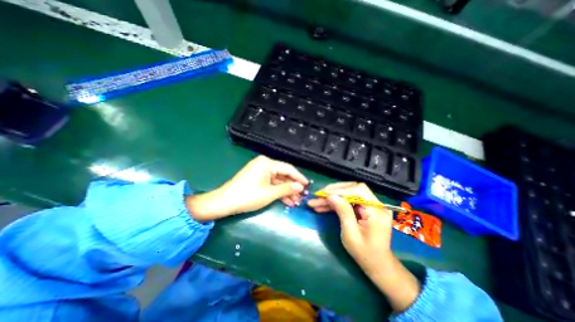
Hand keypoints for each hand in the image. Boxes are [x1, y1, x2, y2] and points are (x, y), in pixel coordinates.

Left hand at [187, 155, 307, 220]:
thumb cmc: (248, 196)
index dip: (299, 177)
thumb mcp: (270, 193)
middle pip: (283, 175)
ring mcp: (260, 171)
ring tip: (296, 202)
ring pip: (278, 181)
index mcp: (267, 163)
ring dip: (286, 191)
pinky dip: (278, 191)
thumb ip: (287, 188)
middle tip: (302, 197)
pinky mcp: (257, 178)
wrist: (224, 202)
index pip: (288, 169)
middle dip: (292, 187)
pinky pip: (271, 183)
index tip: (308, 185)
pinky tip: (287, 201)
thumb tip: (301, 187)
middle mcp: (264, 164)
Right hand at [306, 182, 421, 312]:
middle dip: (333, 192)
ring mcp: (369, 206)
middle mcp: (375, 204)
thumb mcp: (351, 234)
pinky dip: (334, 204)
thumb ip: (343, 212)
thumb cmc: (365, 253)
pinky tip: (322, 207)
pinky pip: (347, 202)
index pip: (359, 190)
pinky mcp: (363, 208)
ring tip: (315, 203)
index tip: (324, 193)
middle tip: (317, 196)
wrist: (377, 264)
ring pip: (347, 195)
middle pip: (352, 189)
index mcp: (376, 210)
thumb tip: (331, 196)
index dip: (340, 190)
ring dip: (331, 198)